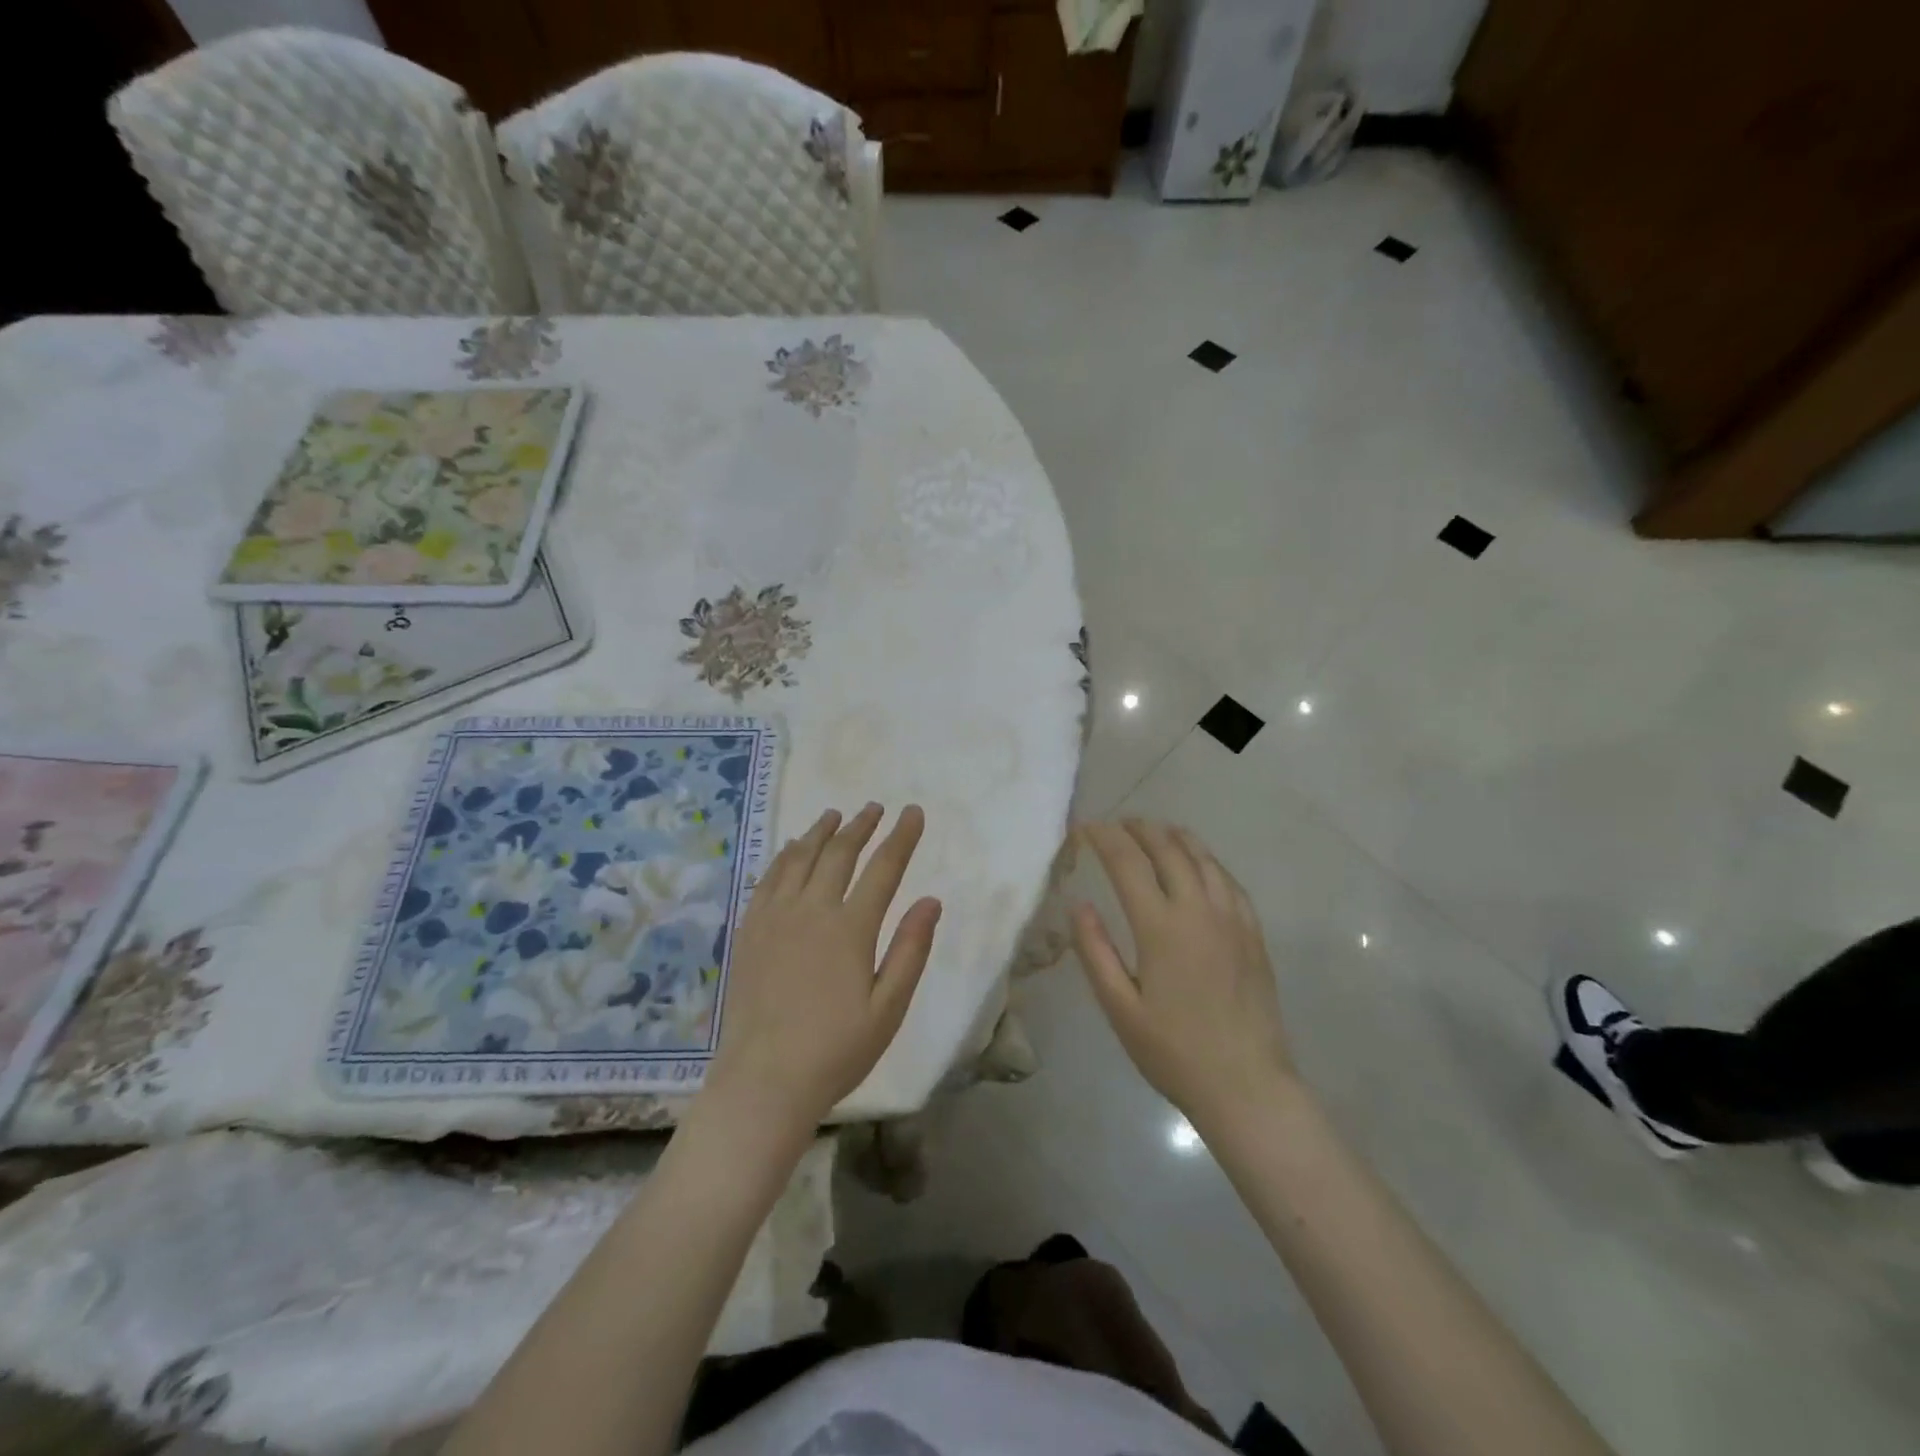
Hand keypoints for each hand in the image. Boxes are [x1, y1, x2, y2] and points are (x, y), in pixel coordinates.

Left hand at [701, 804, 940, 1137]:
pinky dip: (784, 856)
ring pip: (800, 858)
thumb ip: (910, 950)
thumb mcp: (888, 1008)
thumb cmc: (836, 1050)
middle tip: (875, 808)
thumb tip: (932, 900)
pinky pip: (768, 879)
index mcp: (851, 929)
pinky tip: (791, 849)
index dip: (902, 837)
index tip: (913, 813)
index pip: (883, 868)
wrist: (763, 1080)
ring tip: (834, 815)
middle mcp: (812, 911)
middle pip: (839, 854)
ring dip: (821, 832)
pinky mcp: (750, 931)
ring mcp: (775, 918)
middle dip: (861, 826)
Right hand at [1073, 820, 1298, 1133]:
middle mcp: (1199, 910)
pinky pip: (1229, 880)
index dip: (1104, 838)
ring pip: (1203, 857)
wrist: (1247, 1085)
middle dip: (1139, 829)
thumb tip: (1079, 904)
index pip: (1128, 862)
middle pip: (1167, 848)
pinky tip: (1199, 865)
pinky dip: (1207, 860)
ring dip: (1174, 837)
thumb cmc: (1174, 1051)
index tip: (1085, 828)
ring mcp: (1232, 918)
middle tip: (1118, 825)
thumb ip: (1095, 951)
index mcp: (1161, 927)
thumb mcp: (1120, 1008)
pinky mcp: (1253, 932)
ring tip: (1155, 831)